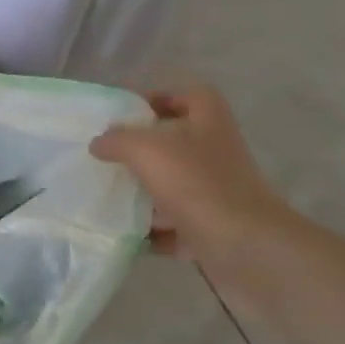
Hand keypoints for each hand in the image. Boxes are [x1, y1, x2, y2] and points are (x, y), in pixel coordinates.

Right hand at [89, 86, 292, 266]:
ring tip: (109, 193)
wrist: (246, 248)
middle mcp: (216, 154)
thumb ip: (117, 140)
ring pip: (175, 185)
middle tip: (109, 155)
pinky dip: (153, 231)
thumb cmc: (197, 184)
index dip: (161, 97)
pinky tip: (125, 233)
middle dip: (143, 150)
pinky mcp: (212, 229)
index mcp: (209, 123)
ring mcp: (217, 194)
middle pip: (178, 142)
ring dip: (145, 191)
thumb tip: (98, 142)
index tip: (128, 113)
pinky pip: (176, 225)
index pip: (190, 95)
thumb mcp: (146, 150)